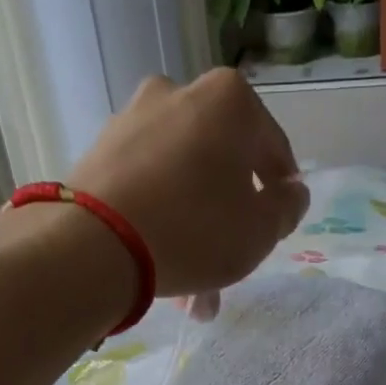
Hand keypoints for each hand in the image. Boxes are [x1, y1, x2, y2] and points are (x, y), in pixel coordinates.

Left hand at [68, 70, 307, 306]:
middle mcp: (178, 93)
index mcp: (229, 100)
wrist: (95, 245)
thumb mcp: (261, 230)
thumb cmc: (195, 230)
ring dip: (193, 229)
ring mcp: (132, 120)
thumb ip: (287, 207)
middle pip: (220, 165)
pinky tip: (160, 267)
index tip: (277, 225)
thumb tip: (290, 191)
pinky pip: (146, 187)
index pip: (272, 148)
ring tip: (194, 291)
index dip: (280, 191)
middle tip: (233, 263)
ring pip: (180, 181)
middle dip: (229, 219)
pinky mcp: (98, 152)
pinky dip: (159, 221)